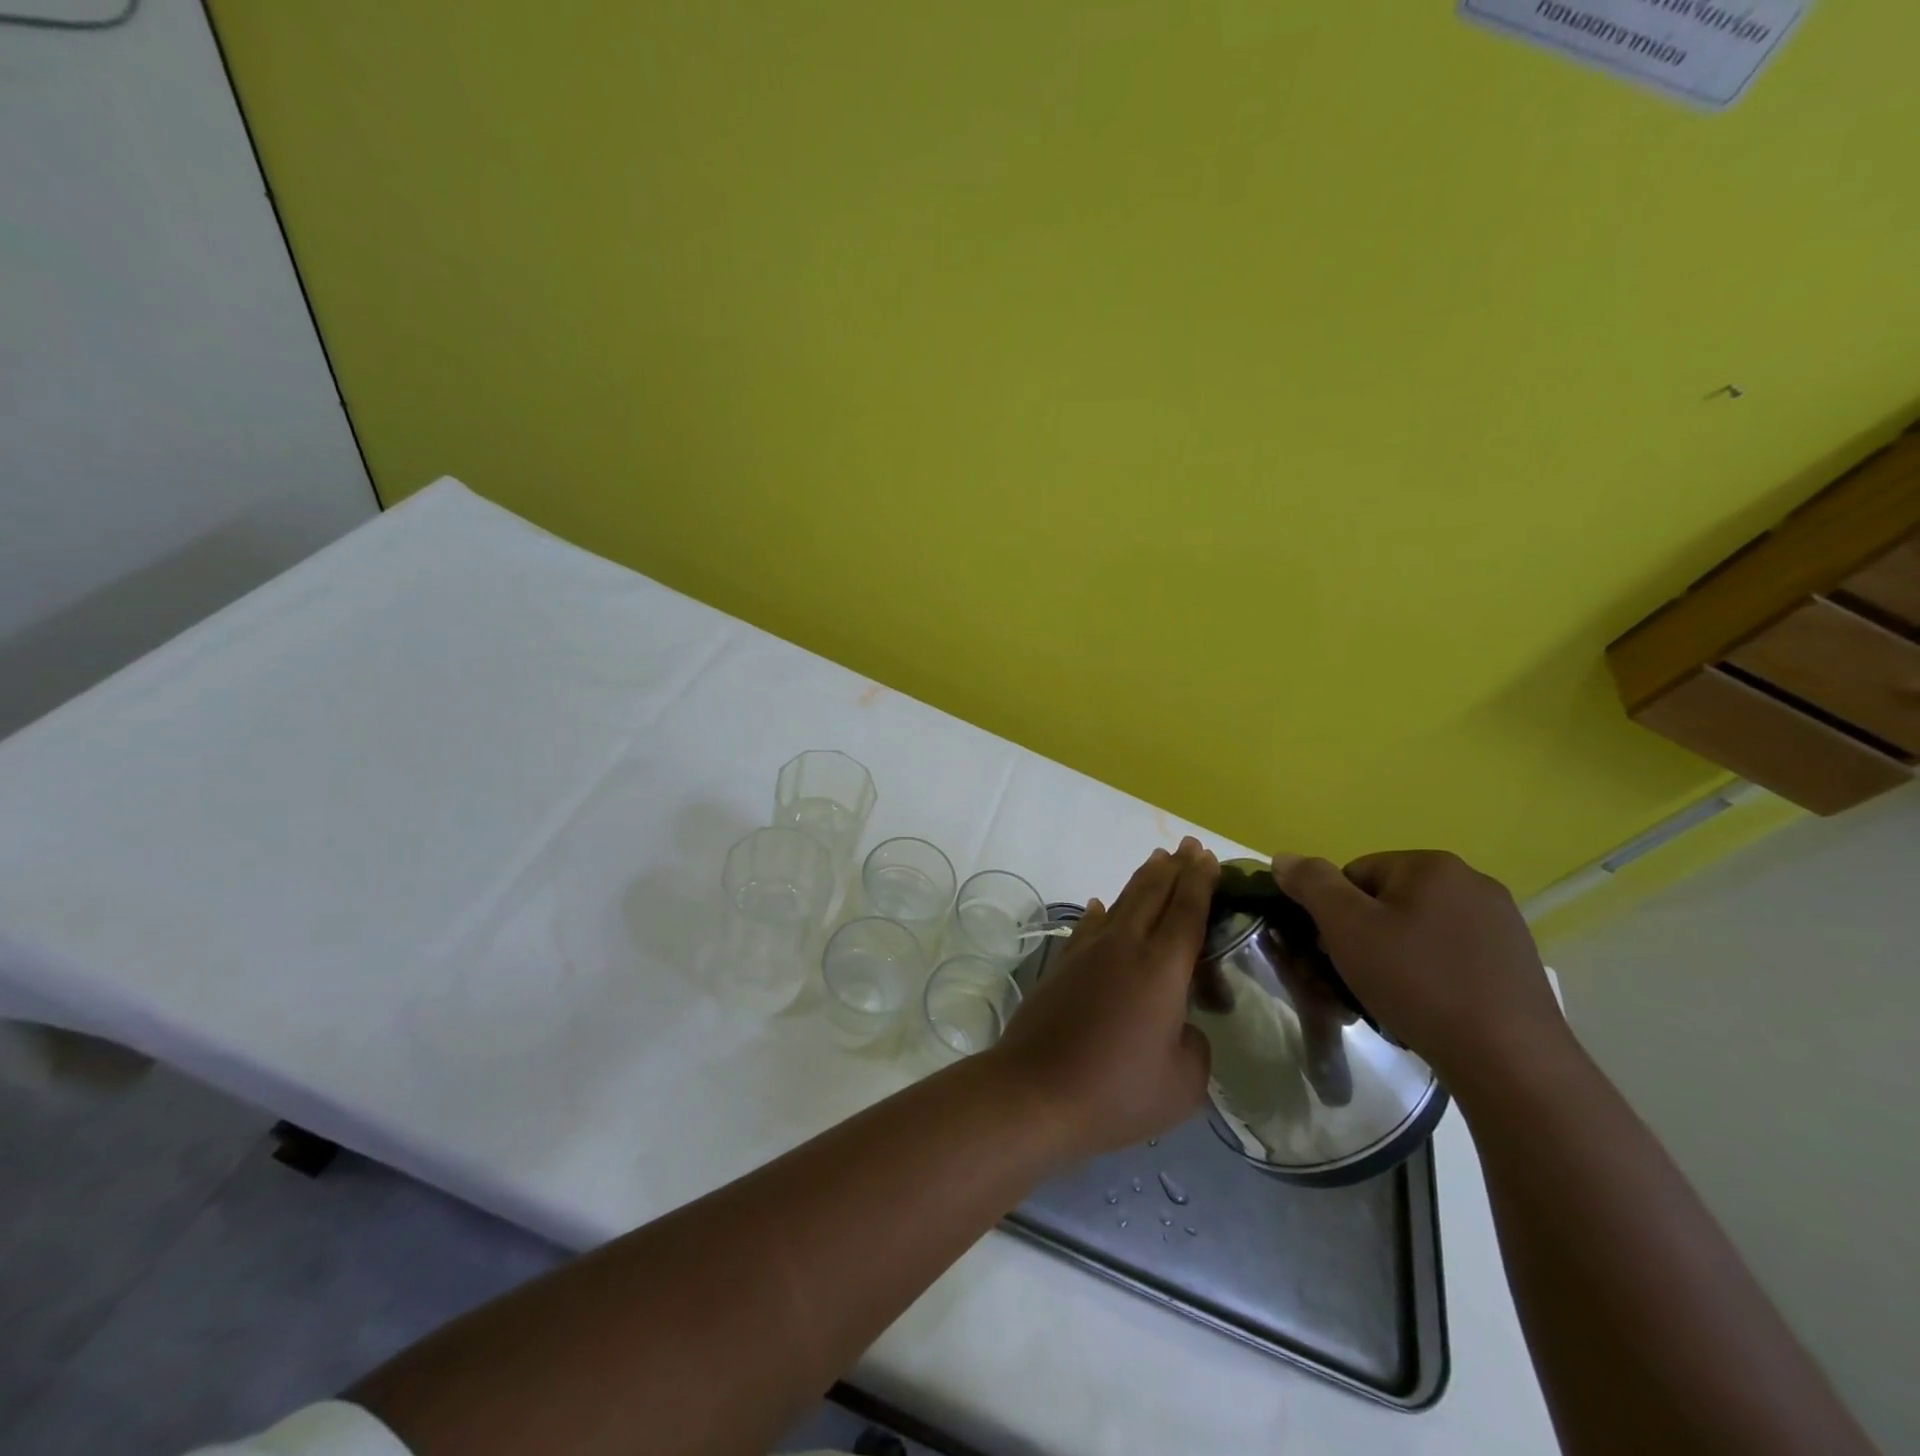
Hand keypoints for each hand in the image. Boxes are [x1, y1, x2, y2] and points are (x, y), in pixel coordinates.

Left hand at [989, 839, 1216, 1158]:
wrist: (1035, 1092)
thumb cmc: (1116, 1091)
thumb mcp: (1182, 1083)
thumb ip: (1195, 1045)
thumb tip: (1180, 1026)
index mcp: (1161, 968)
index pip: (1186, 910)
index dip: (1200, 881)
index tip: (1208, 856)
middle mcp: (1124, 946)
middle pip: (1153, 893)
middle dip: (1174, 867)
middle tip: (1190, 846)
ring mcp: (1088, 952)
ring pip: (1121, 902)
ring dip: (1142, 879)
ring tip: (1157, 860)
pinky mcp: (1062, 965)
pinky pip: (1088, 926)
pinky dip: (1101, 912)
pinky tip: (1099, 906)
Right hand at [1272, 849, 1565, 1082]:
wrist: (1510, 1061)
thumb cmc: (1417, 981)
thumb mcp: (1346, 926)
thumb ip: (1311, 884)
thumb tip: (1284, 857)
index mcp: (1432, 865)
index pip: (1355, 874)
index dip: (1334, 913)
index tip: (1336, 951)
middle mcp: (1473, 883)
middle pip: (1388, 901)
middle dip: (1365, 935)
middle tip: (1357, 977)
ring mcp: (1502, 924)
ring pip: (1420, 931)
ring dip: (1396, 957)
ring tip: (1391, 998)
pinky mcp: (1517, 963)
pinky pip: (1452, 957)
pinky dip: (1432, 975)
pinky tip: (1428, 1008)